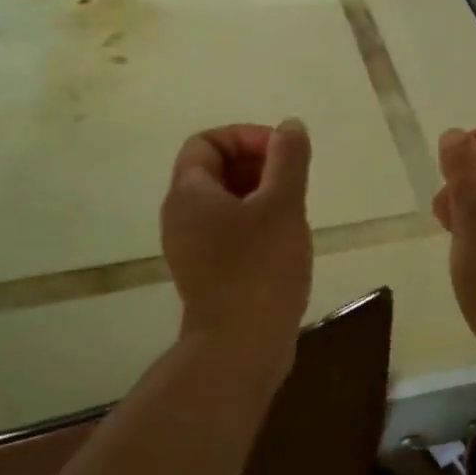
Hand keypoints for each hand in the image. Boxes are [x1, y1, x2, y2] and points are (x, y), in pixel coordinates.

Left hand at [161, 121, 312, 355]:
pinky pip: (229, 231)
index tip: (283, 154)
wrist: (240, 349)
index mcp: (189, 193)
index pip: (207, 142)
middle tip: (293, 181)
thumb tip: (290, 125)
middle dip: (257, 164)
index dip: (246, 137)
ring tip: (294, 210)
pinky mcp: (207, 273)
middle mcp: (181, 216)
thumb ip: (288, 159)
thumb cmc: (260, 269)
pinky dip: (255, 223)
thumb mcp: (282, 205)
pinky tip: (285, 240)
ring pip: (225, 202)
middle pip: (214, 170)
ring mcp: (191, 248)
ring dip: (260, 194)